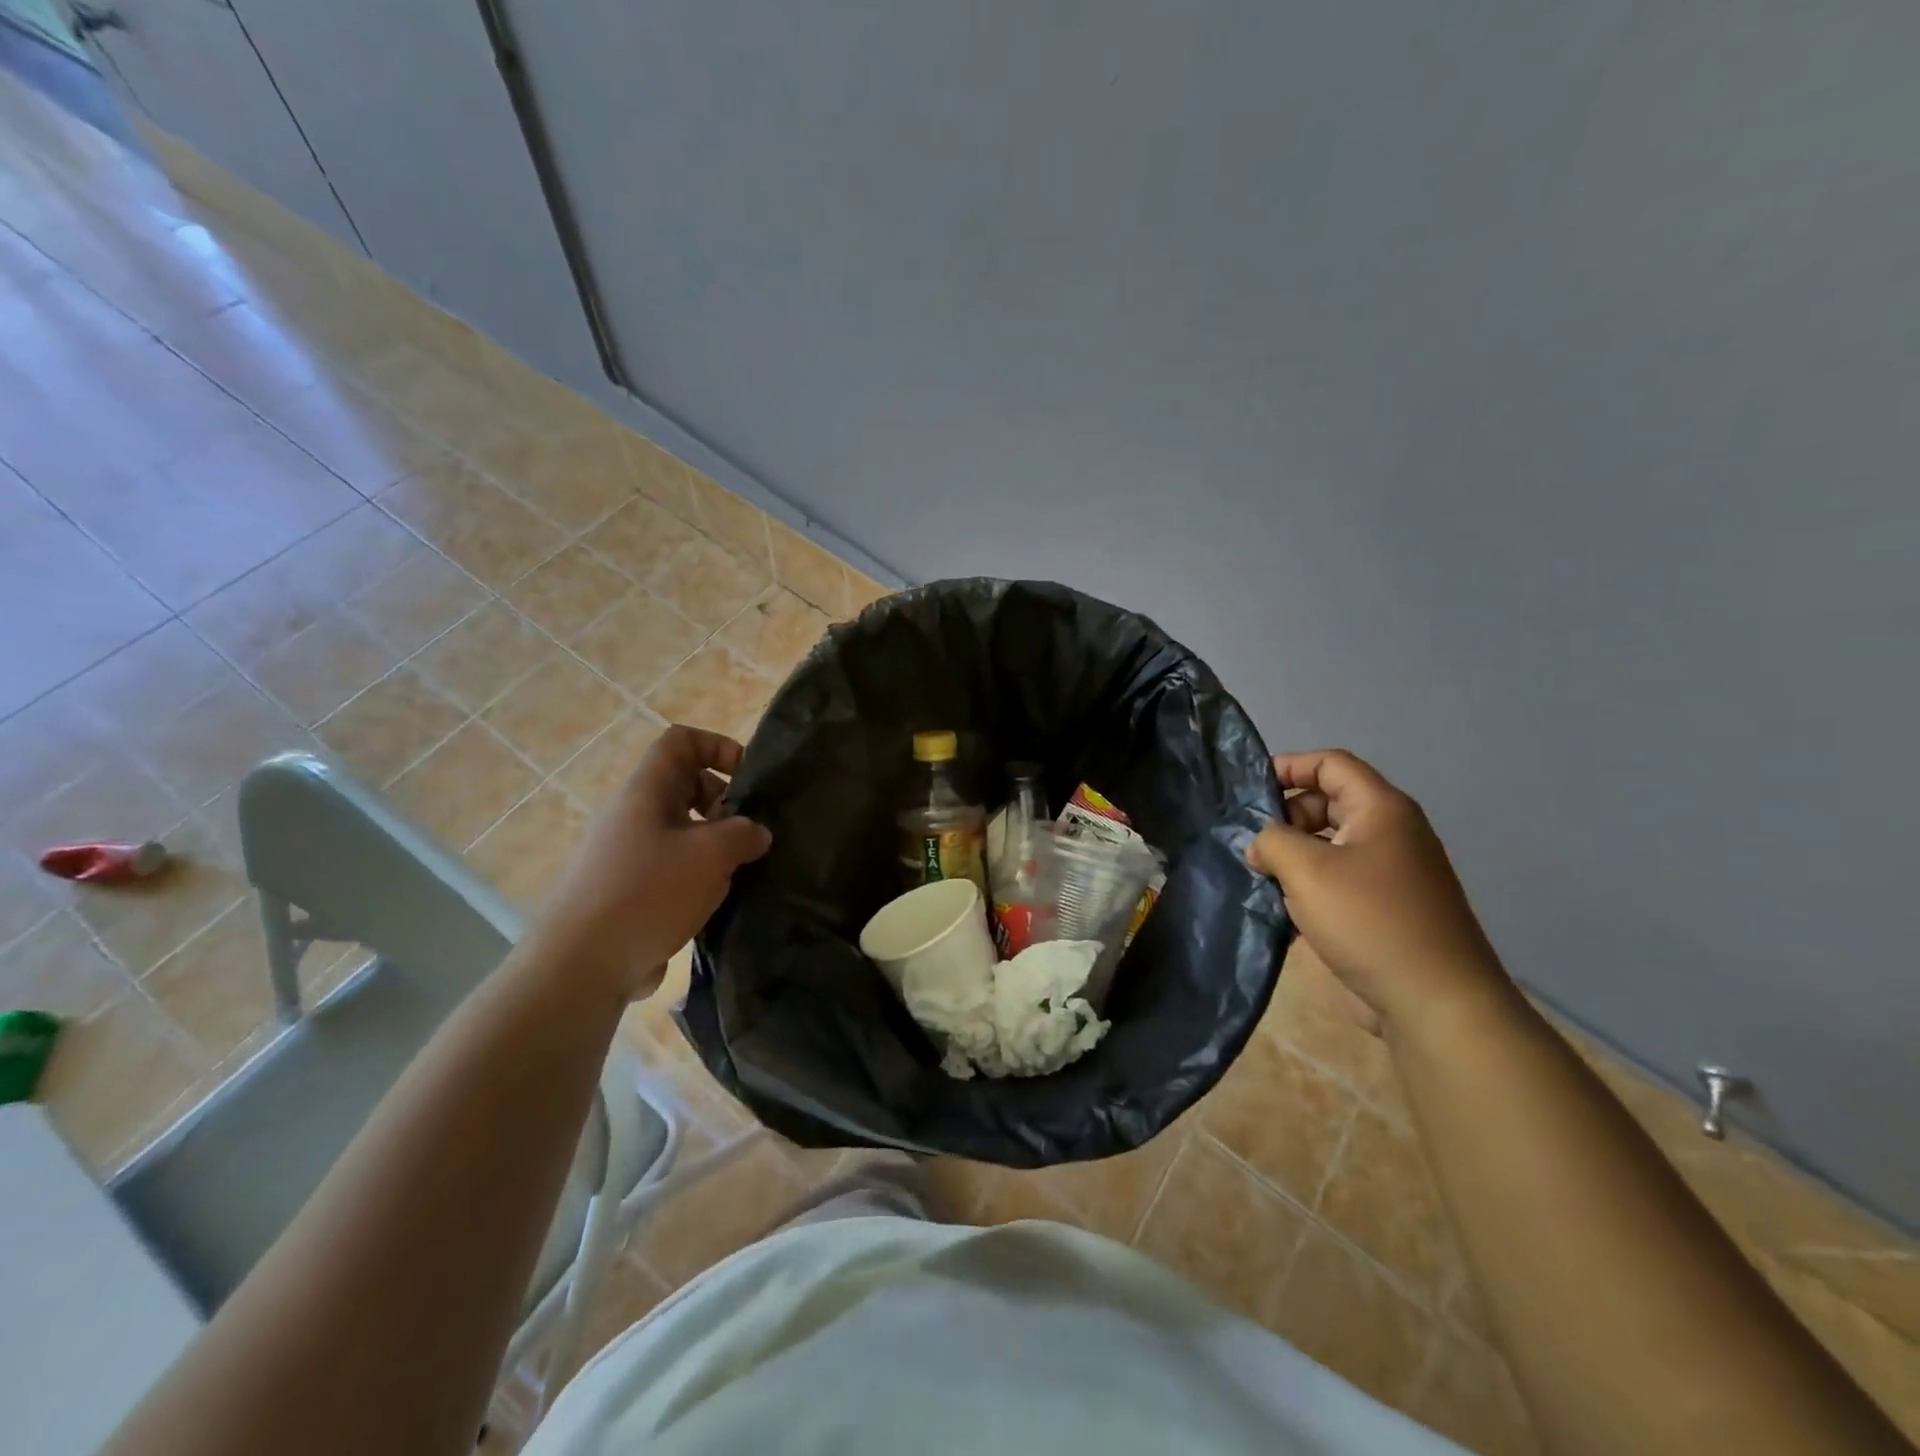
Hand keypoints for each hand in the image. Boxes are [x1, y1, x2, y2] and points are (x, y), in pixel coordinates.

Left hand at [534, 725, 771, 997]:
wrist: (581, 966)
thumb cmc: (647, 893)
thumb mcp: (710, 855)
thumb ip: (744, 834)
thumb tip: (756, 833)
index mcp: (647, 792)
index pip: (681, 741)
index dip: (718, 747)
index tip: (748, 779)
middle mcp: (635, 815)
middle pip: (687, 786)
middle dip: (725, 803)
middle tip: (749, 833)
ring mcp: (631, 855)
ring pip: (685, 831)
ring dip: (717, 845)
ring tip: (740, 872)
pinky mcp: (632, 891)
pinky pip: (675, 868)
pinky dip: (701, 877)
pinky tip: (718, 903)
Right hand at [1247, 749, 1507, 1030]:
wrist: (1435, 1002)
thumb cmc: (1369, 920)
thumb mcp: (1306, 869)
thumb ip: (1271, 841)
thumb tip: (1260, 845)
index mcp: (1382, 810)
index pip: (1331, 764)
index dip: (1289, 766)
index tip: (1249, 789)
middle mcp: (1391, 834)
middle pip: (1329, 803)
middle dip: (1286, 817)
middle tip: (1252, 844)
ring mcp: (1391, 874)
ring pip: (1330, 846)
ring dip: (1293, 857)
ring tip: (1260, 878)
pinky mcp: (1386, 910)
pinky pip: (1339, 882)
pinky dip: (1309, 888)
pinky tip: (1282, 913)